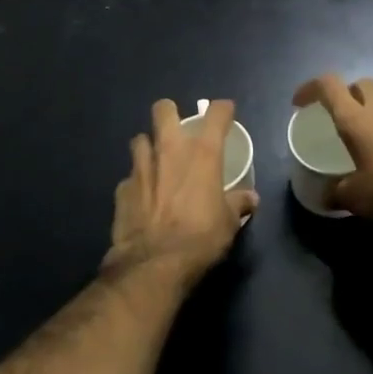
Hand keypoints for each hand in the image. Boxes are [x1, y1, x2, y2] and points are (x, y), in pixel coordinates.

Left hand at [106, 98, 258, 280]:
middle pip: (163, 110)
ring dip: (148, 147)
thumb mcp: (229, 223)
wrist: (154, 264)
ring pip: (139, 139)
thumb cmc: (200, 238)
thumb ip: (238, 204)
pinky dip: (136, 183)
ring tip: (156, 162)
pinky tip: (142, 198)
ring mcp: (141, 167)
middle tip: (178, 130)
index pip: (217, 114)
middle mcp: (170, 150)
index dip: (223, 109)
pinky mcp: (122, 189)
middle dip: (170, 113)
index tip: (226, 113)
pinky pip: (129, 177)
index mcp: (202, 154)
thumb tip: (251, 199)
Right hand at [291, 74, 372, 220]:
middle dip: (345, 93)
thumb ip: (336, 192)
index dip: (310, 88)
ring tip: (355, 140)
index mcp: (354, 118)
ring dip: (365, 114)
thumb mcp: (354, 196)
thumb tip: (325, 196)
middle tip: (335, 114)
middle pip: (359, 85)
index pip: (329, 85)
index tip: (300, 104)